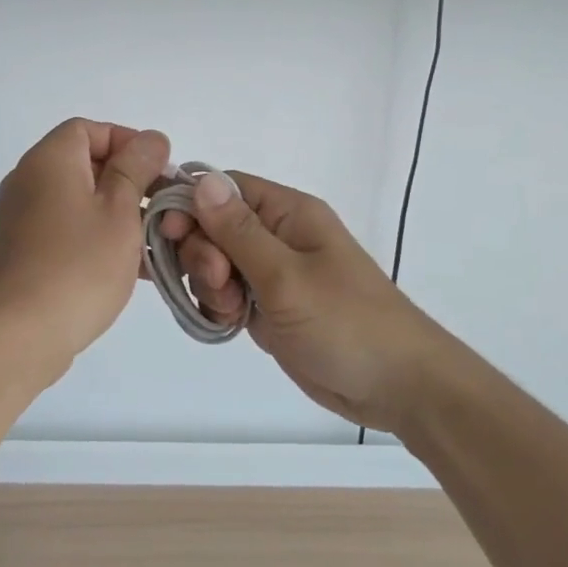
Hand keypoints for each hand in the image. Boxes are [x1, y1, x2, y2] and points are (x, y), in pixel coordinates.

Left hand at [0, 119, 171, 385]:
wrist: (16, 336)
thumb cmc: (77, 265)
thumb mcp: (119, 210)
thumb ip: (137, 169)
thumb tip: (151, 139)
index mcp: (49, 160)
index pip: (89, 130)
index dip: (128, 143)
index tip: (159, 173)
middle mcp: (29, 181)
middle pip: (86, 165)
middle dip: (130, 184)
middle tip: (163, 211)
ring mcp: (22, 219)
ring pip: (80, 202)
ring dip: (118, 216)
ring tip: (154, 244)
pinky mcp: (23, 253)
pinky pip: (67, 231)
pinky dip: (97, 239)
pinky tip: (131, 269)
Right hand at [157, 173, 453, 432]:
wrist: (396, 387)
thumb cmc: (346, 323)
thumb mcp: (286, 276)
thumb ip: (238, 230)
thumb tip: (201, 178)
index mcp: (288, 213)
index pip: (223, 189)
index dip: (191, 205)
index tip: (171, 235)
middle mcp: (277, 236)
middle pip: (213, 226)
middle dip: (202, 254)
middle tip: (221, 284)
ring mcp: (272, 273)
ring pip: (215, 263)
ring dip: (210, 285)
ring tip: (233, 312)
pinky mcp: (268, 306)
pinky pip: (226, 294)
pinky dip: (219, 306)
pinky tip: (230, 325)